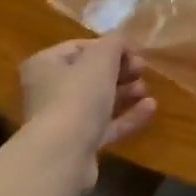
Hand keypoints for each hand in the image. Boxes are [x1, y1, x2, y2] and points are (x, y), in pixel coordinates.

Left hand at [18, 32, 155, 182]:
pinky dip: (126, 117)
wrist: (63, 155)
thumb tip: (120, 40)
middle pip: (89, 75)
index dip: (109, 47)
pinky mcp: (76, 145)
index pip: (80, 47)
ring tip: (145, 90)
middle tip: (141, 69)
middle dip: (119, 71)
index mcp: (45, 65)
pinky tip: (150, 109)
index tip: (133, 52)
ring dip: (125, 93)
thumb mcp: (102, 58)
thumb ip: (114, 42)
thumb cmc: (78, 95)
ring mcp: (61, 121)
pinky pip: (104, 126)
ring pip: (98, 101)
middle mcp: (48, 92)